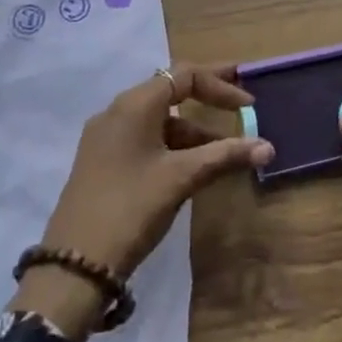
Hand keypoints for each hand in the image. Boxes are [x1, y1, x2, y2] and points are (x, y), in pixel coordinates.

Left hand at [12, 64, 272, 341]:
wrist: (74, 265)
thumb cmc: (131, 208)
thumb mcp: (181, 178)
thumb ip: (224, 156)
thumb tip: (267, 147)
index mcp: (134, 105)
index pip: (183, 76)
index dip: (220, 85)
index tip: (249, 104)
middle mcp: (117, 112)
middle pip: (170, 92)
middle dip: (207, 99)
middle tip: (240, 105)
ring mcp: (106, 137)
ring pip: (158, 121)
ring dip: (192, 131)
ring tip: (223, 154)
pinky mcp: (102, 162)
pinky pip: (144, 139)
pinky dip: (172, 146)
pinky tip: (191, 169)